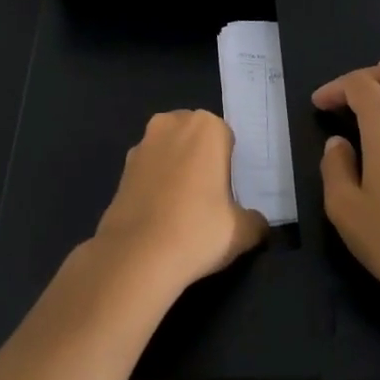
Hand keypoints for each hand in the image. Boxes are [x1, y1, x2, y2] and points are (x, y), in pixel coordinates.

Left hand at [93, 110, 268, 292]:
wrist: (136, 256)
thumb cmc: (197, 230)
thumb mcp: (242, 231)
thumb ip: (255, 220)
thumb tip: (257, 223)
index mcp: (207, 127)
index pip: (226, 138)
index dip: (229, 165)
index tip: (230, 192)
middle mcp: (172, 124)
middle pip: (195, 138)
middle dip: (201, 159)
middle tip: (209, 198)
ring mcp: (142, 144)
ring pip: (169, 152)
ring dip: (176, 169)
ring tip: (183, 209)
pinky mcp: (121, 168)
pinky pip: (149, 170)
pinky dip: (155, 185)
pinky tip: (160, 215)